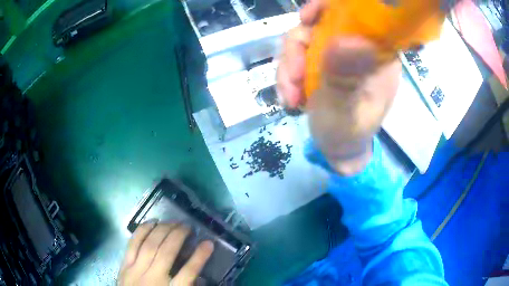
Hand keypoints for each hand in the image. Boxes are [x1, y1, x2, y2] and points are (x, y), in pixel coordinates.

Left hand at [118, 223, 213, 285]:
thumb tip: (197, 272)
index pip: (188, 273)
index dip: (199, 256)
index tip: (208, 243)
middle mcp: (153, 279)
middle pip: (166, 253)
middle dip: (178, 236)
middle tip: (187, 226)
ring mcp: (136, 270)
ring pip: (150, 245)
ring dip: (163, 230)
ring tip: (173, 222)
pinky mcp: (124, 265)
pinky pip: (133, 244)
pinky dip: (143, 230)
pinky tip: (152, 222)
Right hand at [277, 0, 400, 174]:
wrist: (336, 148)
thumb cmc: (349, 134)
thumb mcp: (347, 112)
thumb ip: (346, 79)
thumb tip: (345, 40)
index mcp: (378, 55)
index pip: (360, 15)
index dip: (331, 8)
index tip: (307, 18)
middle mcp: (358, 47)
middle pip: (322, 23)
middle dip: (298, 49)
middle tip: (291, 78)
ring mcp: (337, 53)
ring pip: (302, 39)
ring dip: (288, 66)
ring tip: (289, 97)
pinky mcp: (320, 62)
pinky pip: (295, 54)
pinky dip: (286, 74)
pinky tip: (288, 96)